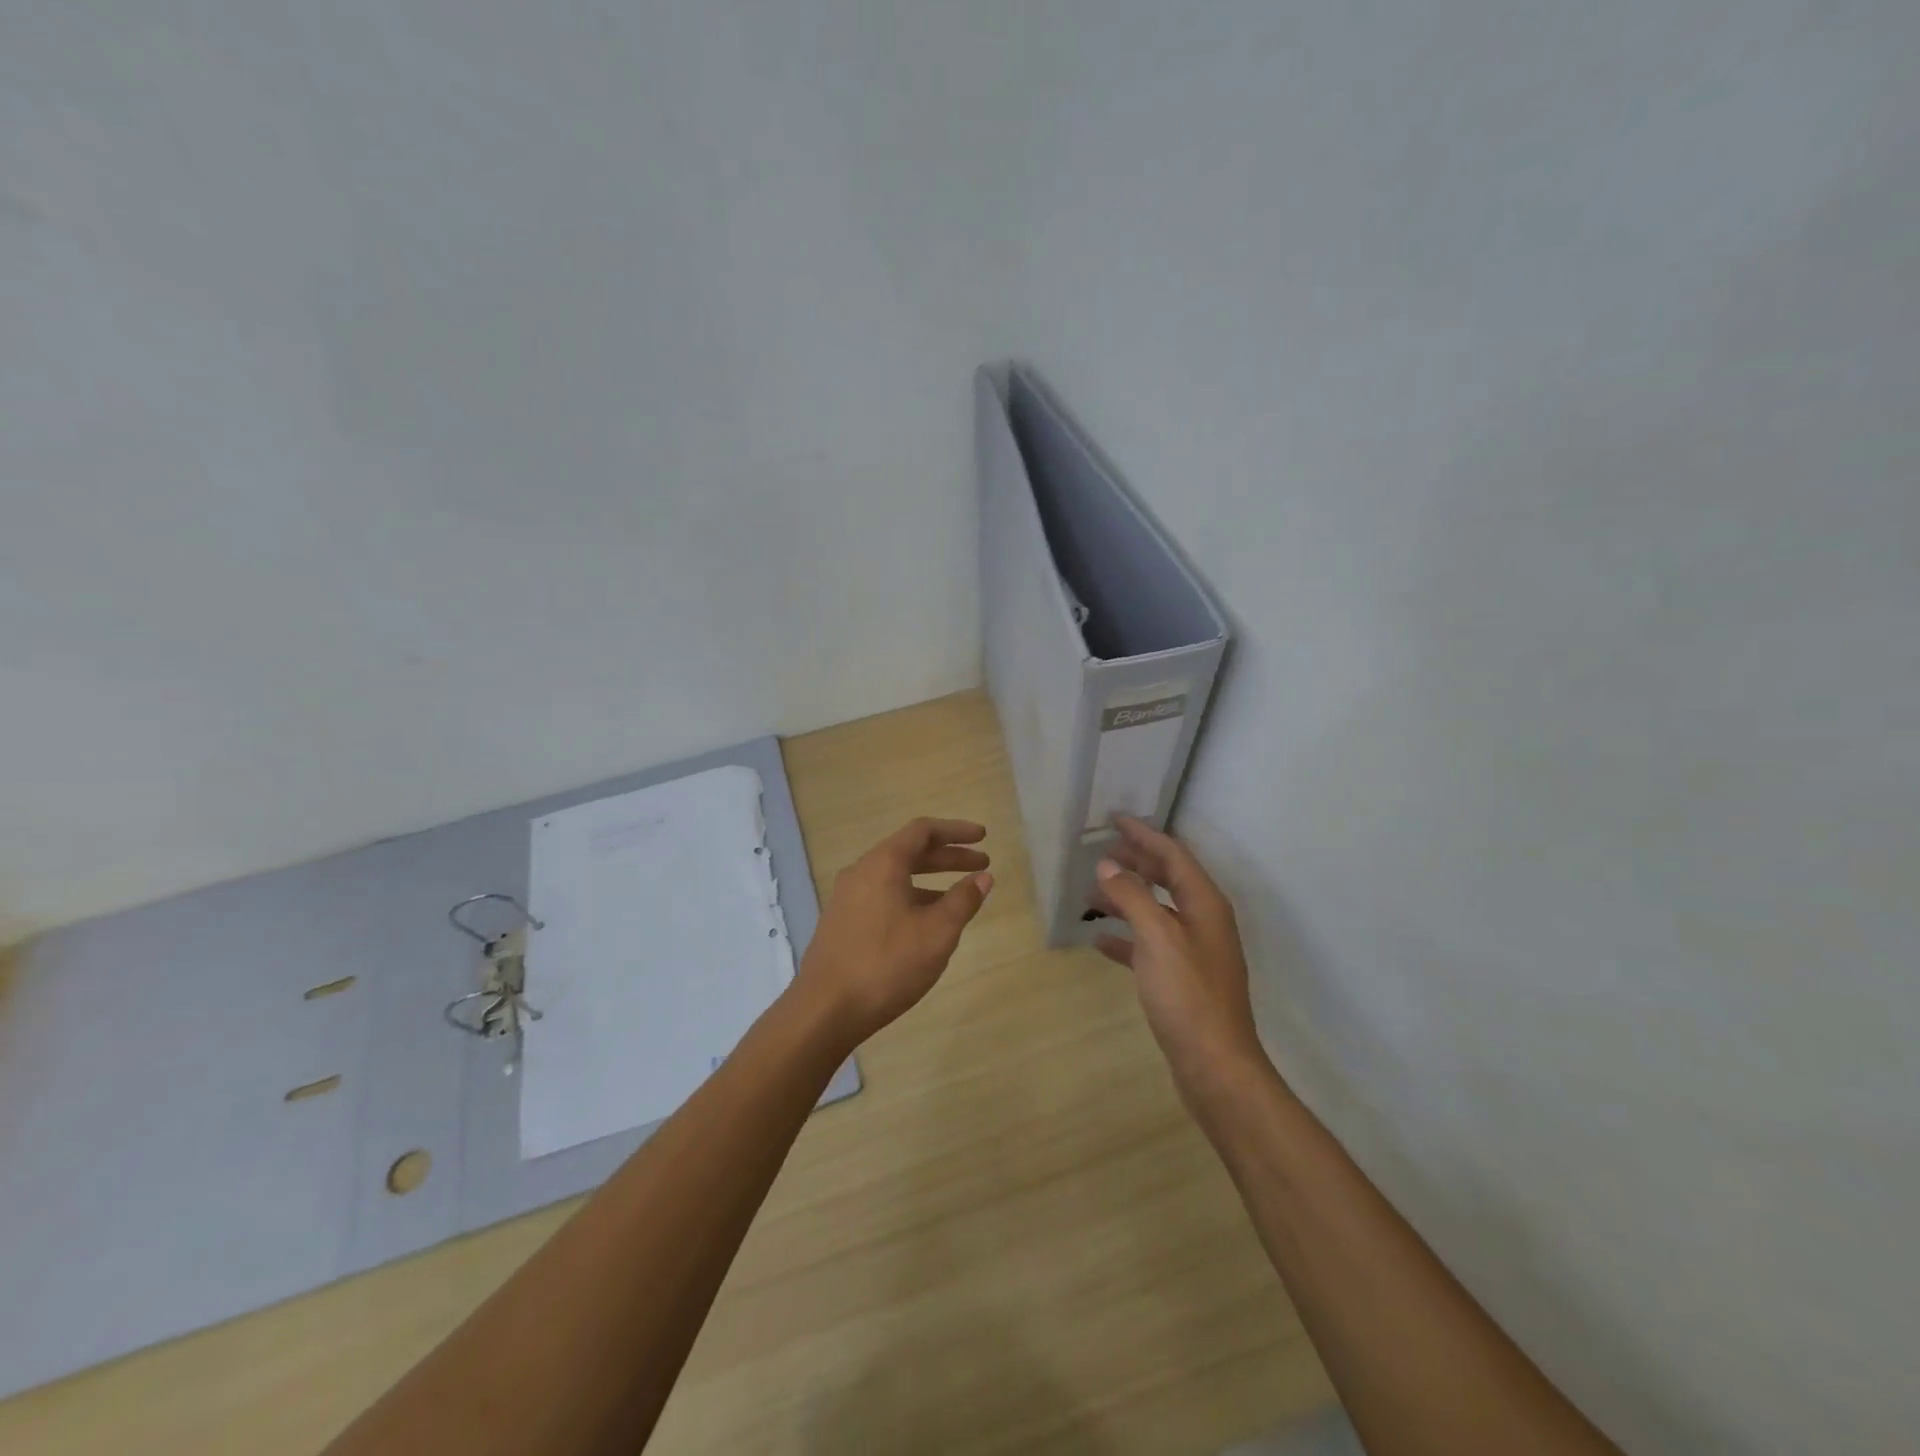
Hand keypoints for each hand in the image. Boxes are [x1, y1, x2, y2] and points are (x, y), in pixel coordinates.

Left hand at [794, 817, 992, 1047]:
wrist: (825, 1010)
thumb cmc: (887, 964)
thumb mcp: (937, 933)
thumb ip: (963, 900)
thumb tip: (983, 877)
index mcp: (883, 864)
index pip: (923, 830)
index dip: (956, 831)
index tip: (983, 838)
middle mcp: (862, 871)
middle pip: (910, 851)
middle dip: (949, 857)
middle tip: (982, 865)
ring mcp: (848, 897)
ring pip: (896, 875)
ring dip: (931, 879)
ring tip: (961, 896)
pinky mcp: (843, 921)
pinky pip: (884, 895)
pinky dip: (911, 897)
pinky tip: (927, 922)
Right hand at [1090, 816, 1266, 1105]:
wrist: (1215, 1065)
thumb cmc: (1188, 995)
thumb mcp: (1157, 938)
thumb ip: (1132, 896)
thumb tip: (1107, 866)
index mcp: (1205, 904)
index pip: (1173, 855)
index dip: (1143, 835)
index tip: (1114, 820)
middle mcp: (1203, 921)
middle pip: (1167, 879)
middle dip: (1134, 863)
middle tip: (1100, 853)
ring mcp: (1193, 951)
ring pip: (1155, 911)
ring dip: (1125, 899)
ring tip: (1091, 896)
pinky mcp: (1181, 978)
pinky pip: (1149, 945)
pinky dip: (1126, 937)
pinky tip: (1100, 941)